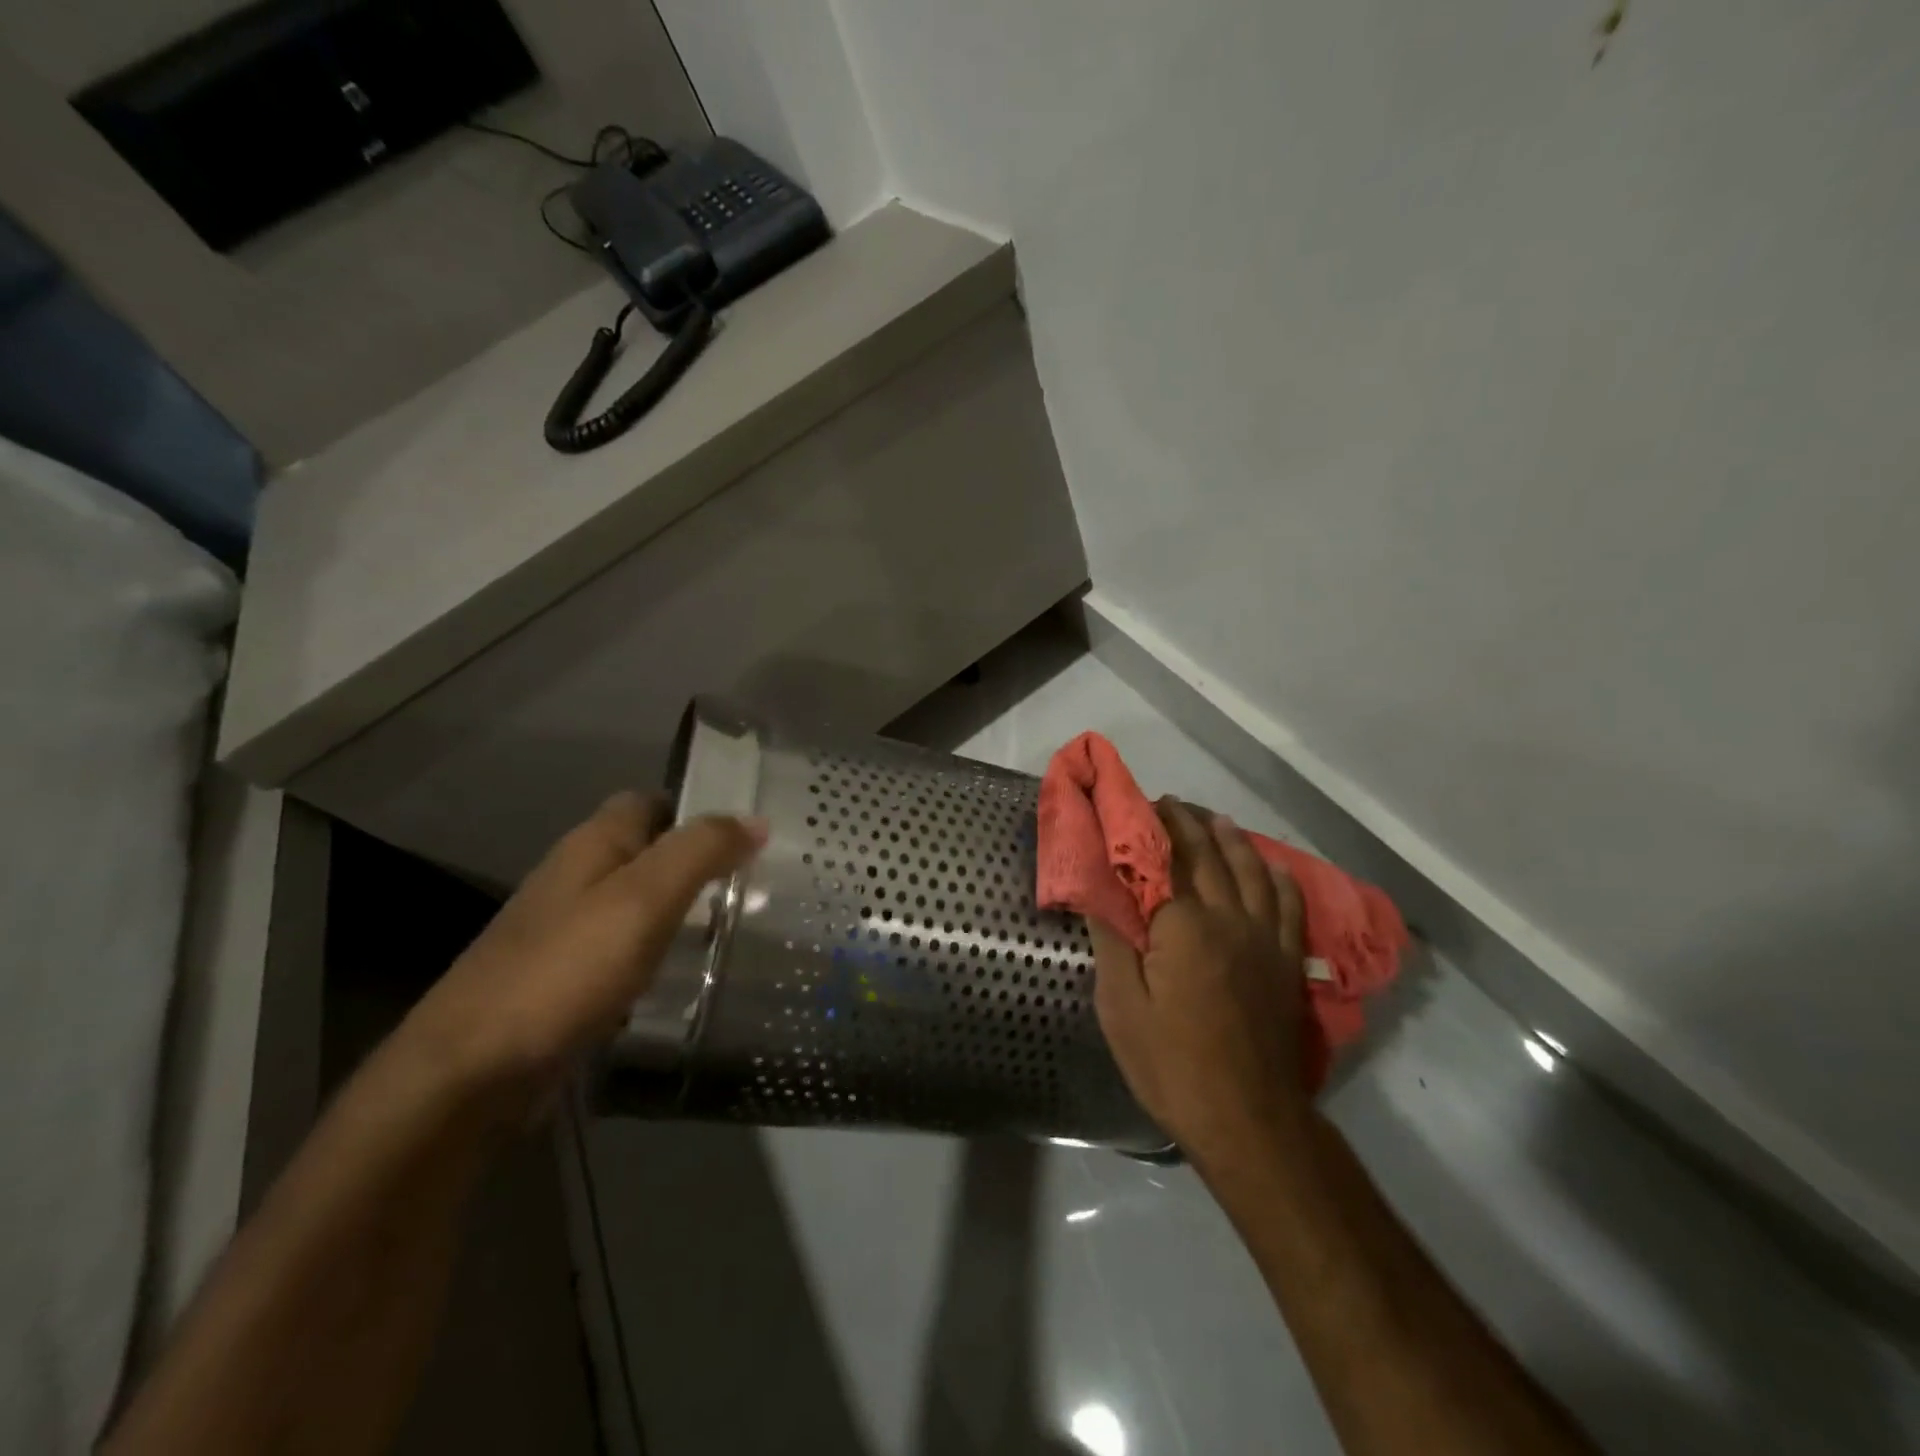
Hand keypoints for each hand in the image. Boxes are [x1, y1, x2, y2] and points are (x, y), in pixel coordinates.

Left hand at [403, 792, 764, 1107]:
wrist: (469, 1074)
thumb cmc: (564, 971)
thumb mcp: (644, 900)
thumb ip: (701, 852)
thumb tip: (756, 820)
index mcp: (593, 845)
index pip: (651, 802)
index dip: (698, 809)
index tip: (750, 835)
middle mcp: (576, 878)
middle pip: (647, 853)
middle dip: (698, 863)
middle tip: (757, 886)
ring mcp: (566, 932)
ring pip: (638, 903)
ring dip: (682, 910)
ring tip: (738, 929)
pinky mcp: (565, 980)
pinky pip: (626, 950)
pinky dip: (659, 953)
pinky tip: (687, 975)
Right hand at [1089, 799, 1310, 1169]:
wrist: (1247, 1119)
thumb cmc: (1171, 1064)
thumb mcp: (1122, 1006)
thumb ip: (1112, 940)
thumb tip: (1095, 888)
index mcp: (1183, 925)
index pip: (1162, 860)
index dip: (1147, 828)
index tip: (1134, 804)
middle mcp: (1228, 918)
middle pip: (1207, 855)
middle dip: (1186, 823)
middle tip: (1168, 803)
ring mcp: (1264, 938)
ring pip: (1250, 870)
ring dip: (1230, 838)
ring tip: (1214, 819)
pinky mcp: (1286, 962)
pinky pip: (1289, 906)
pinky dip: (1278, 878)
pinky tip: (1271, 866)